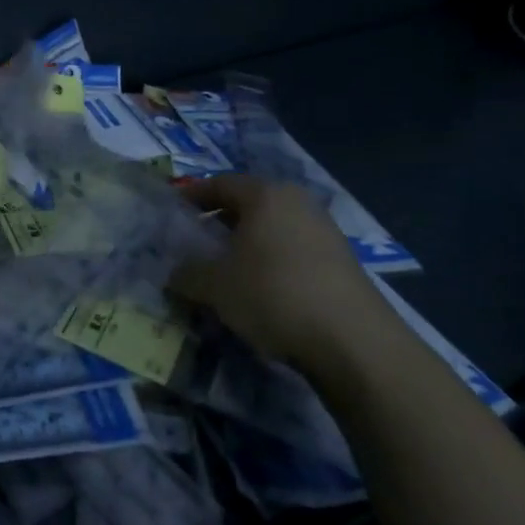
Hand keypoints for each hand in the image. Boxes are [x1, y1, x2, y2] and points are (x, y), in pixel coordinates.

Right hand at [169, 175, 392, 368]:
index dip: (192, 197)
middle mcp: (297, 202)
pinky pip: (293, 249)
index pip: (219, 184)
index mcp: (265, 195)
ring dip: (246, 243)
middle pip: (249, 204)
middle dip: (219, 221)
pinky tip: (261, 289)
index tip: (172, 213)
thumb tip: (173, 274)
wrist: (352, 340)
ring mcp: (325, 229)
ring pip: (272, 228)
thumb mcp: (215, 286)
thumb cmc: (273, 294)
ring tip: (226, 269)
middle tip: (195, 242)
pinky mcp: (341, 260)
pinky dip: (271, 260)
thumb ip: (186, 274)